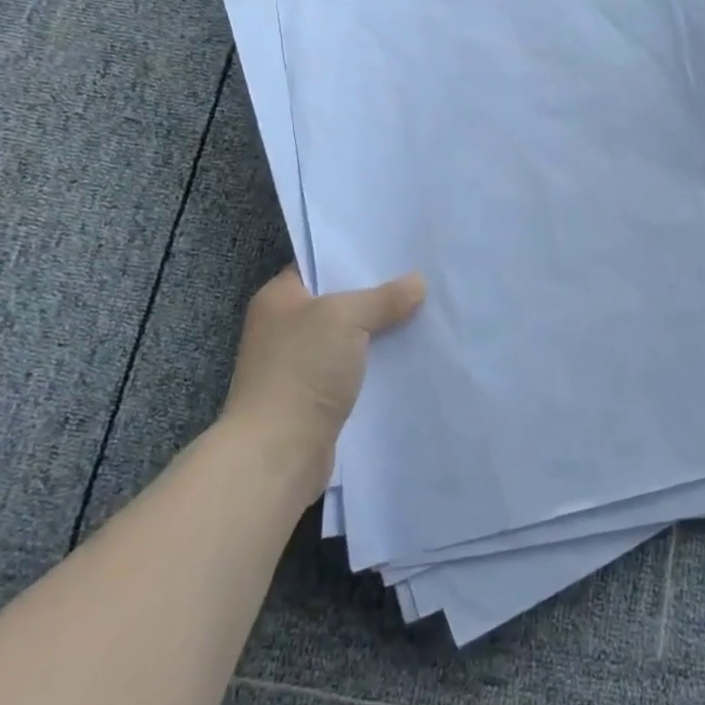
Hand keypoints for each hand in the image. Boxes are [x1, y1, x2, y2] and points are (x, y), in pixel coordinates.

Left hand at [223, 266, 425, 469]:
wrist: (278, 453)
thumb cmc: (301, 370)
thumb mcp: (346, 317)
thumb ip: (384, 297)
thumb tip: (418, 282)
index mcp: (279, 298)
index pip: (320, 265)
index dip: (356, 257)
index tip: (397, 251)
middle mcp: (286, 327)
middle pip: (340, 301)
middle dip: (378, 294)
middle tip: (422, 279)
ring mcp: (300, 364)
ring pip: (351, 337)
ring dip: (382, 332)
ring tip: (426, 313)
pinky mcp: (317, 397)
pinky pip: (355, 369)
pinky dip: (379, 364)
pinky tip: (411, 355)